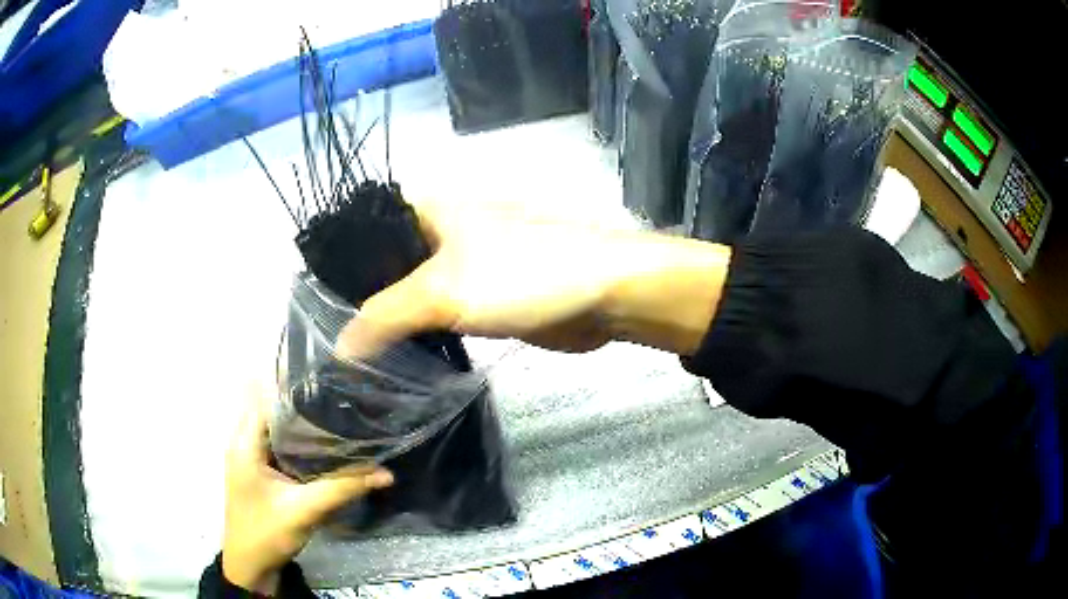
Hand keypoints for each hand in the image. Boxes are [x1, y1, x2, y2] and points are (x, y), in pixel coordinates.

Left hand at [221, 395, 392, 594]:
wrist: (251, 565)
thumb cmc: (268, 533)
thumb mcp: (306, 510)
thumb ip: (344, 487)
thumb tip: (385, 472)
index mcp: (245, 442)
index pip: (269, 398)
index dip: (298, 389)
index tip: (332, 384)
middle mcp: (244, 441)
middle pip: (274, 410)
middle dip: (306, 405)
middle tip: (342, 400)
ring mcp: (250, 456)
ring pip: (278, 428)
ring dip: (303, 424)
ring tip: (338, 416)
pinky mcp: (259, 470)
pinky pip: (280, 445)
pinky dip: (300, 442)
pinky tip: (325, 446)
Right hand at [339, 201, 730, 357]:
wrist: (603, 293)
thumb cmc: (524, 274)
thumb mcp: (443, 290)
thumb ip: (384, 316)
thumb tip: (339, 349)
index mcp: (427, 210)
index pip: (364, 229)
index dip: (336, 263)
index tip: (310, 303)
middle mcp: (439, 232)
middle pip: (384, 265)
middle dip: (357, 299)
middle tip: (324, 340)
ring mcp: (462, 266)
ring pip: (411, 293)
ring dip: (388, 321)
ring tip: (350, 357)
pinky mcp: (483, 299)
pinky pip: (438, 315)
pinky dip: (418, 334)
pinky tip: (394, 359)